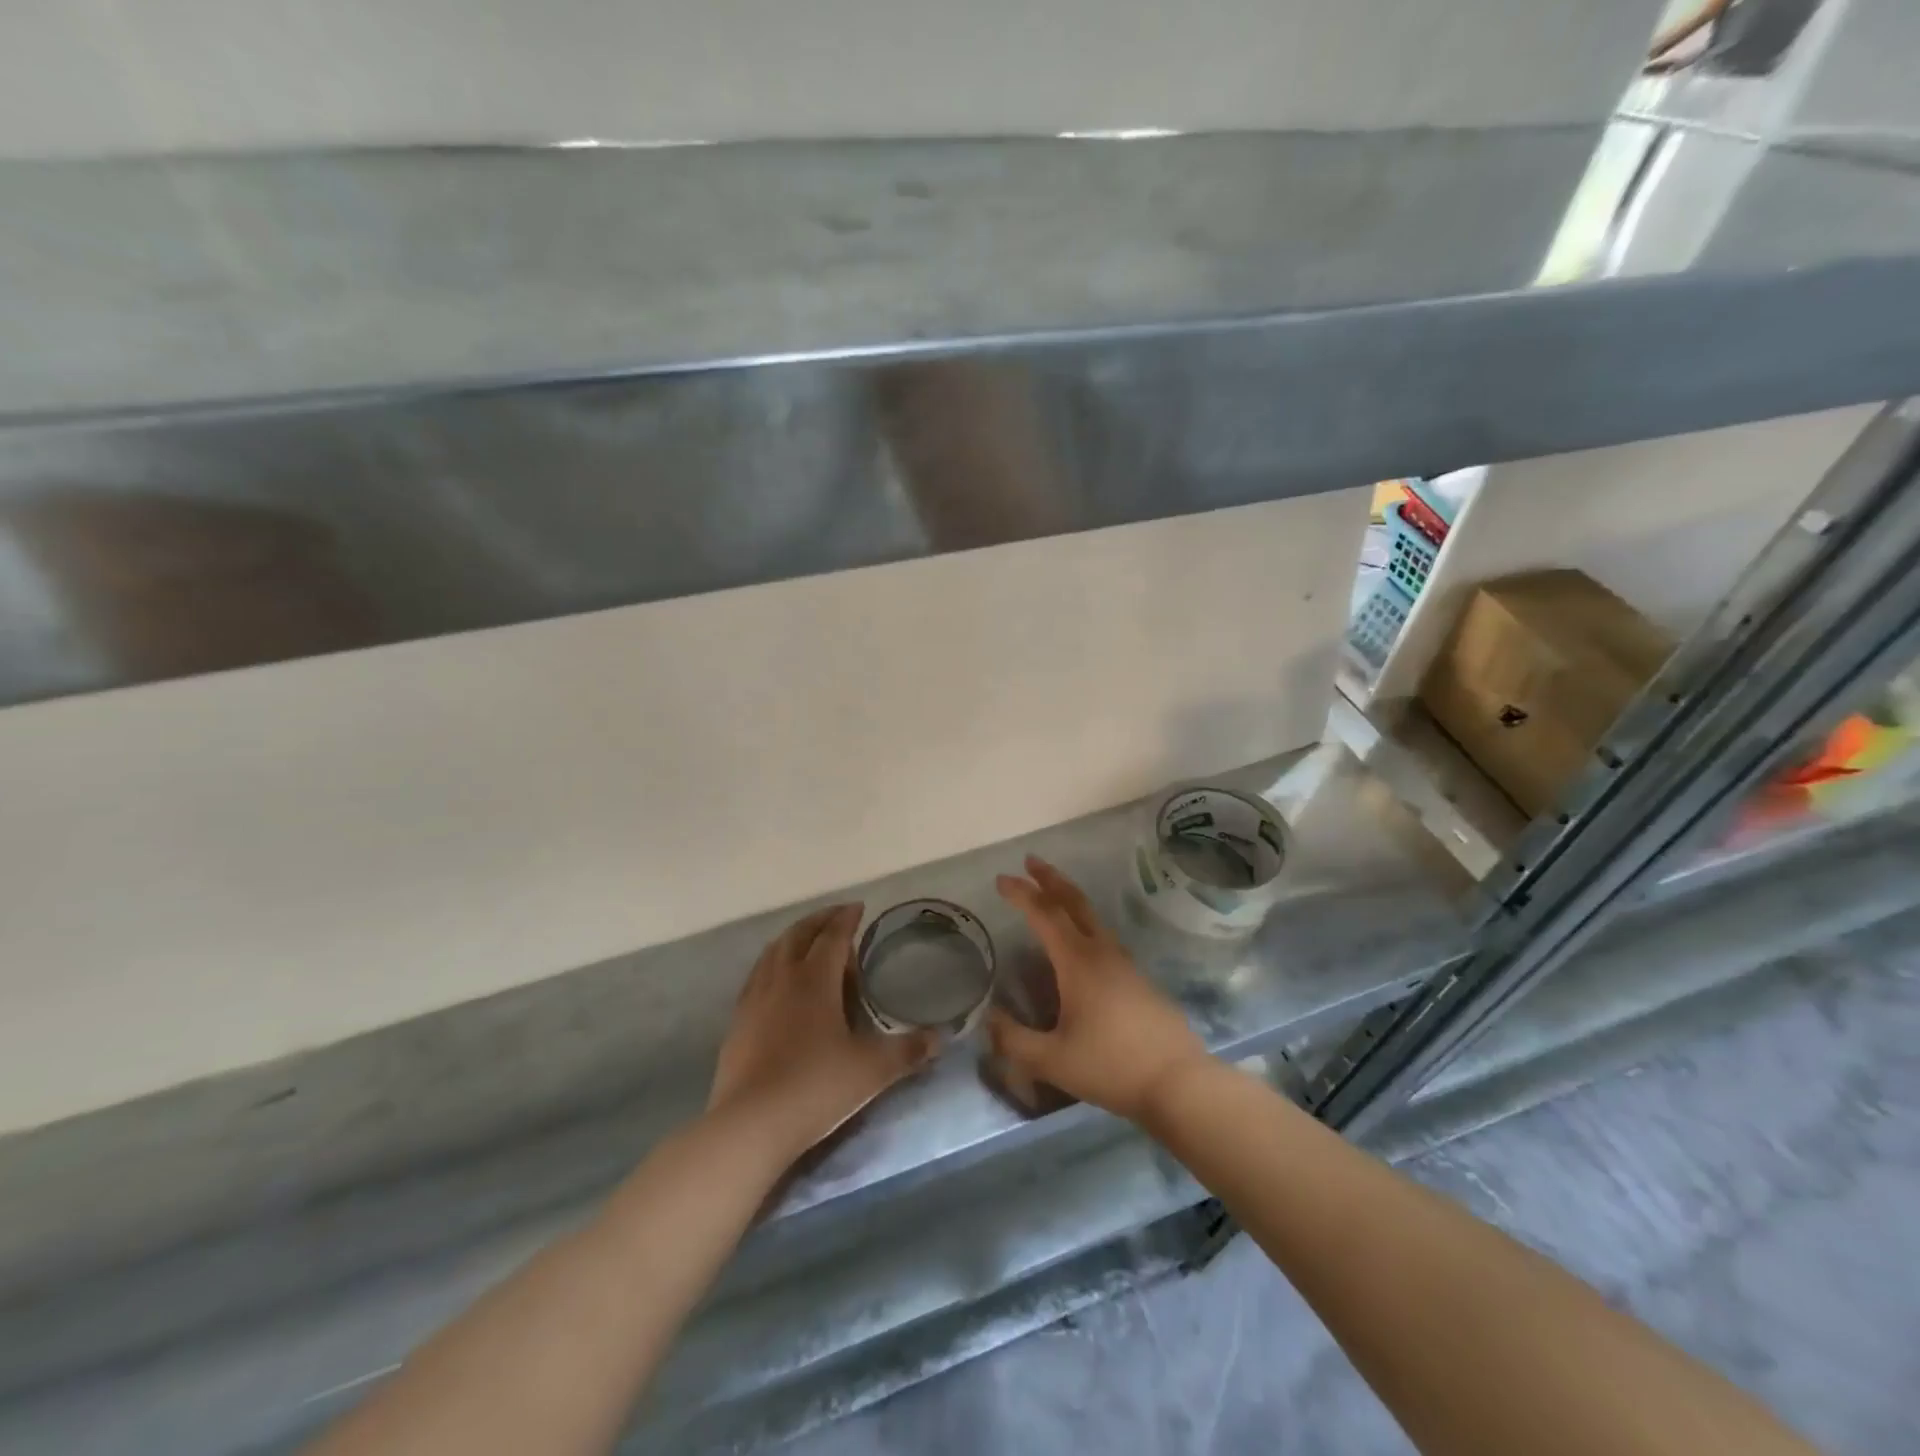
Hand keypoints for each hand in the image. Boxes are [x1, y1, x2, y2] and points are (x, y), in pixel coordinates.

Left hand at [709, 903, 936, 1158]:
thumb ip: (908, 1051)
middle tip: (836, 917)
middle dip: (819, 921)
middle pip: (799, 935)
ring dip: (793, 938)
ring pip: (773, 952)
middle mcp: (783, 978)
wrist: (751, 1124)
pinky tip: (777, 980)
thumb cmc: (816, 1087)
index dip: (846, 919)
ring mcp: (755, 998)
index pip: (832, 937)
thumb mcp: (872, 1070)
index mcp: (815, 979)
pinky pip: (756, 976)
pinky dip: (772, 963)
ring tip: (807, 940)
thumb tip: (940, 1039)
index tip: (858, 907)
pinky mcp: (738, 1021)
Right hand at [989, 857, 1211, 1121]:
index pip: (1045, 915)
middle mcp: (1102, 952)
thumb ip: (1014, 1040)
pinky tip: (1077, 945)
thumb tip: (988, 1020)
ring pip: (1092, 918)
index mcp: (1078, 962)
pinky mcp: (1138, 980)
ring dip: (1068, 899)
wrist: (1178, 1082)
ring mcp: (1125, 964)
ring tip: (1050, 895)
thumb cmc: (1111, 1066)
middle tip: (1031, 861)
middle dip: (1050, 879)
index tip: (1001, 879)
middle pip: (1074, 902)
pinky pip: (1103, 937)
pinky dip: (1082, 924)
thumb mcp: (1052, 1060)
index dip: (1021, 894)